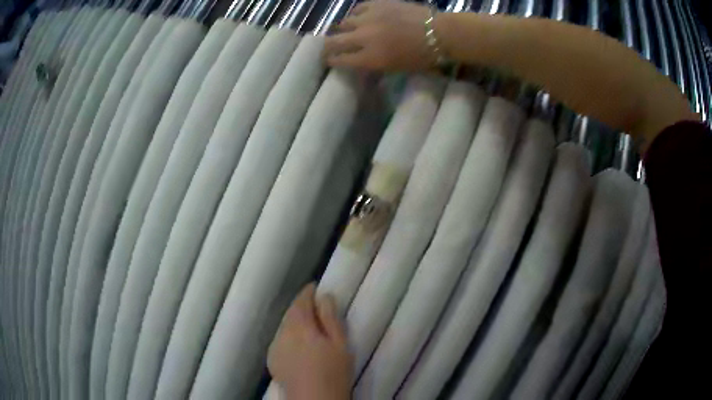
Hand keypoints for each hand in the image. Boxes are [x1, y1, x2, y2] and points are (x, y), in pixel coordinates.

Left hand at [267, 284, 352, 399]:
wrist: (314, 399)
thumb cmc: (333, 372)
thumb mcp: (340, 344)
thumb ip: (330, 318)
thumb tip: (324, 296)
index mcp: (300, 327)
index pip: (301, 301)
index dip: (308, 292)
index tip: (316, 287)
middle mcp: (282, 333)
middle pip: (290, 313)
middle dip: (301, 307)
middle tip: (315, 306)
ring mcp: (274, 346)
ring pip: (284, 326)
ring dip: (294, 322)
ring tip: (308, 327)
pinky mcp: (272, 359)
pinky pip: (280, 340)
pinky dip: (288, 336)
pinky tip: (298, 345)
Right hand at [325, 1, 433, 70]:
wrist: (439, 33)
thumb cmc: (422, 57)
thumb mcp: (395, 68)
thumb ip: (373, 63)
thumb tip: (358, 60)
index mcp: (369, 58)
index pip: (339, 60)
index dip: (331, 61)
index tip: (329, 60)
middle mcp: (363, 37)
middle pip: (333, 41)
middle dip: (328, 46)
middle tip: (328, 46)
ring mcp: (369, 18)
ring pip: (344, 23)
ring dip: (344, 29)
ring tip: (348, 30)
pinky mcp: (376, 4)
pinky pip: (358, 9)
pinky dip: (357, 15)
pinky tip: (361, 17)